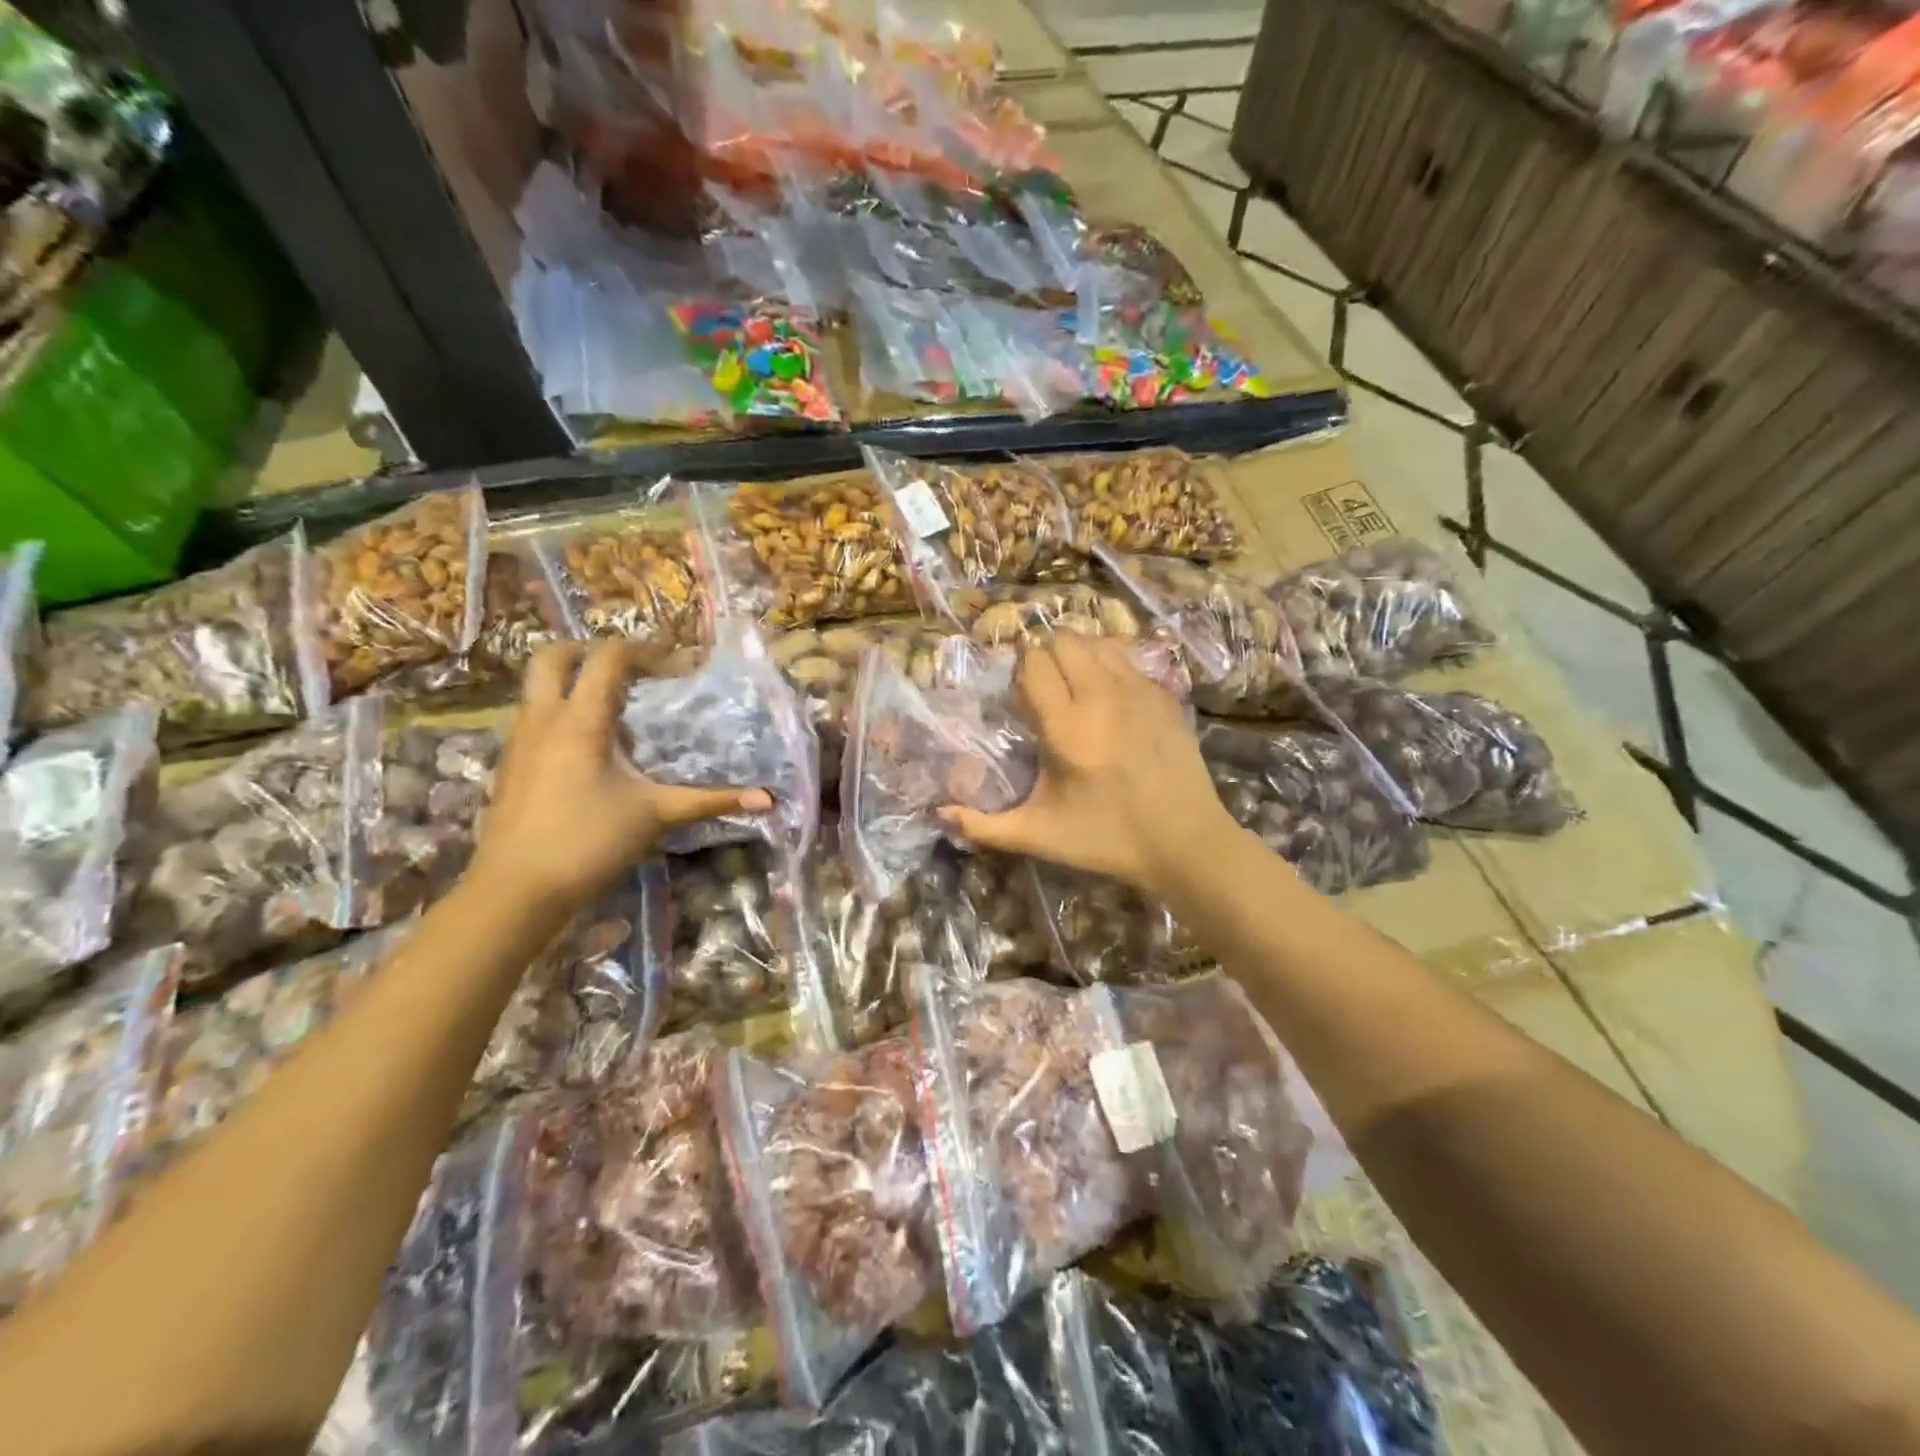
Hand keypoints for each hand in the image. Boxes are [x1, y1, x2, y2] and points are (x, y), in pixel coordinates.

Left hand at [469, 641, 770, 913]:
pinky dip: (562, 711)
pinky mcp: (510, 765)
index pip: (608, 658)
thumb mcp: (656, 815)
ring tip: (616, 706)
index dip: (644, 650)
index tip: (676, 663)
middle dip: (590, 650)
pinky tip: (591, 747)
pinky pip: (534, 716)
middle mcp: (543, 719)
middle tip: (629, 668)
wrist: (514, 890)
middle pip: (553, 656)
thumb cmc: (588, 842)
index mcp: (580, 721)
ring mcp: (519, 741)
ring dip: (574, 681)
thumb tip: (767, 799)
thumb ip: (711, 800)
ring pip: (538, 687)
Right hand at [939, 635, 1240, 898]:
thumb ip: (985, 825)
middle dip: (1045, 656)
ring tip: (1075, 685)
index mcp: (1066, 726)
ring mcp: (1138, 690)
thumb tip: (939, 815)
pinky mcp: (1164, 694)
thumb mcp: (1039, 835)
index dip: (1020, 672)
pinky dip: (1109, 665)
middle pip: (1063, 640)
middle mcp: (1101, 696)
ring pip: (1097, 641)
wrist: (1184, 841)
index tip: (1021, 697)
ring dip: (1078, 654)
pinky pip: (1127, 658)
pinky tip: (1109, 697)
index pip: (1033, 663)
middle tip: (1045, 688)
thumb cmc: (1106, 839)